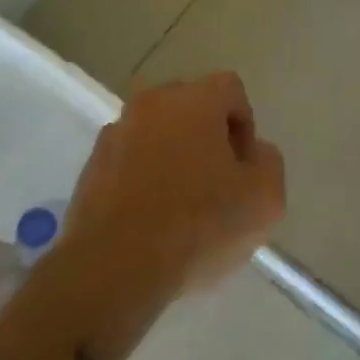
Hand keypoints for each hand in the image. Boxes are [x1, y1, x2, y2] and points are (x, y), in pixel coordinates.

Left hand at [59, 72, 285, 304]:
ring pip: (158, 134)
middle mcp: (152, 103)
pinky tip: (150, 220)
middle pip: (192, 107)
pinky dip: (143, 178)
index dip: (245, 126)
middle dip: (208, 138)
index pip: (231, 90)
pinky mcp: (91, 166)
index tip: (243, 169)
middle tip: (217, 186)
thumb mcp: (264, 200)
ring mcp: (116, 132)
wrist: (112, 270)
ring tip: (180, 208)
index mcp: (194, 99)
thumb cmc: (197, 227)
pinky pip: (129, 160)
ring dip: (173, 157)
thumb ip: (269, 163)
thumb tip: (252, 153)